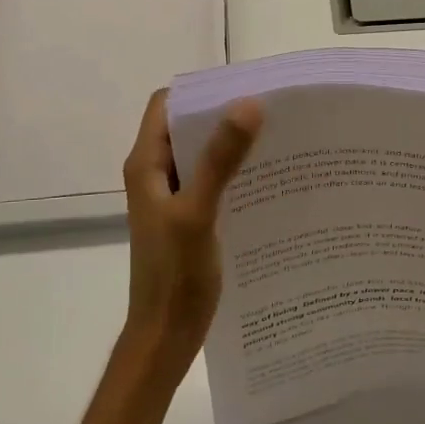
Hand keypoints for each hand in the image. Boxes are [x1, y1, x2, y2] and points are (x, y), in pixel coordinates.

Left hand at [121, 89, 263, 371]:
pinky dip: (236, 175)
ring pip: (203, 156)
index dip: (200, 91)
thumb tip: (249, 104)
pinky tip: (269, 181)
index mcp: (147, 165)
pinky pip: (213, 183)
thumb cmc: (174, 276)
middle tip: (272, 111)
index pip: (166, 105)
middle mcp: (157, 175)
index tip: (244, 87)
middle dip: (225, 115)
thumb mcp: (198, 213)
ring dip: (233, 146)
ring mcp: (173, 198)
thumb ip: (220, 160)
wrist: (165, 336)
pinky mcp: (190, 219)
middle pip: (188, 128)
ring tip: (277, 140)